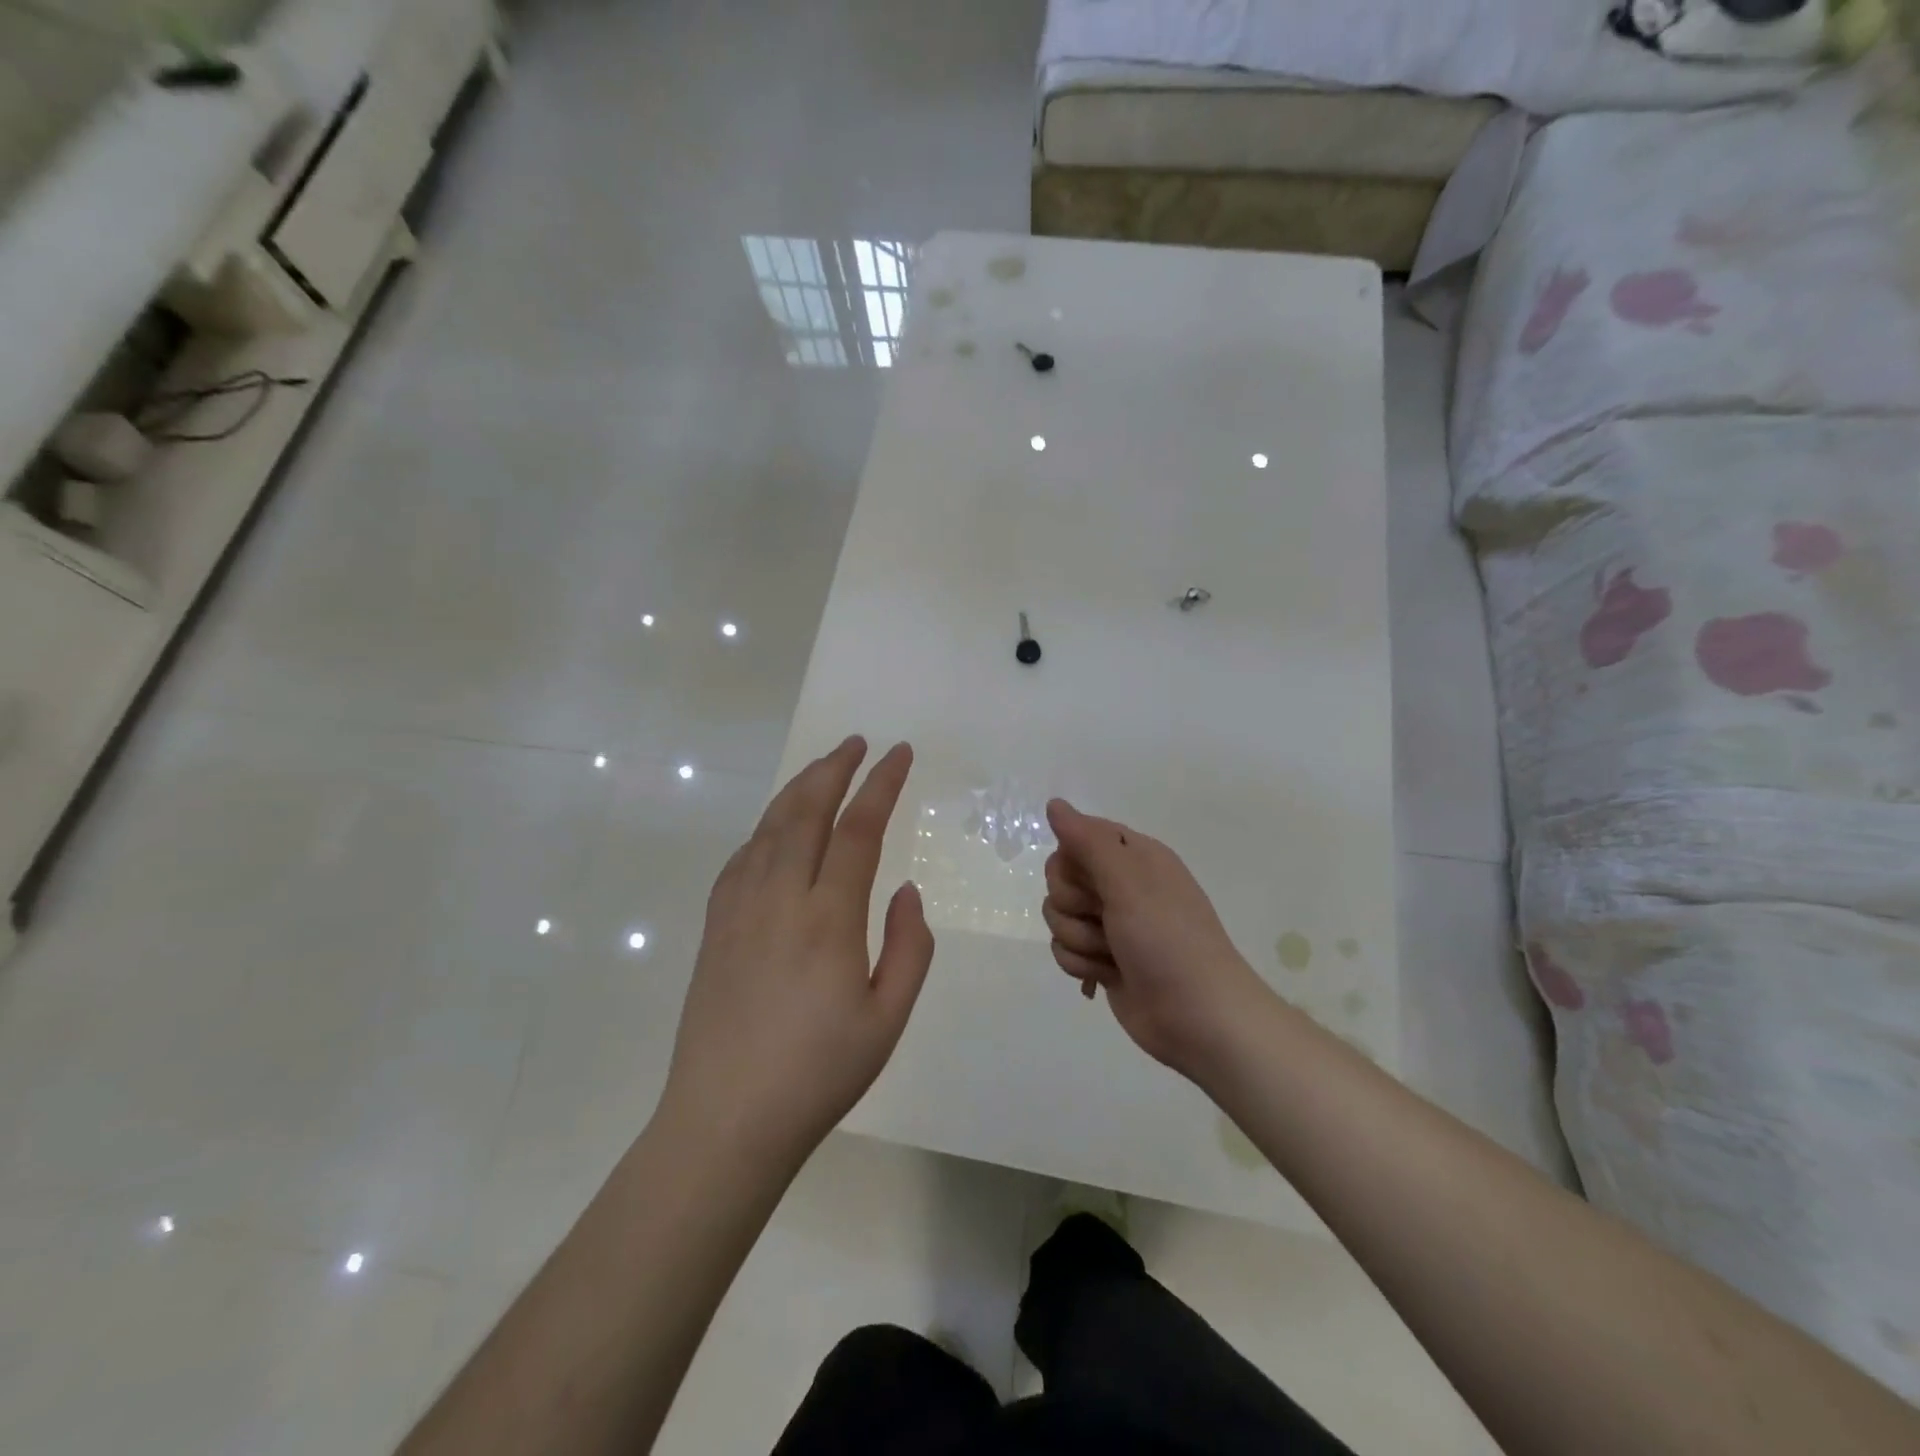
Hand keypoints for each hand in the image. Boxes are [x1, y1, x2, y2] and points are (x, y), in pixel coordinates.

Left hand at [659, 737, 933, 1165]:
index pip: (858, 829)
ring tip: (822, 768)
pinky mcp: (714, 927)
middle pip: (806, 812)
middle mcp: (779, 899)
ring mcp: (739, 910)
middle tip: (857, 742)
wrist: (724, 1121)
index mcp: (828, 919)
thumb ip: (908, 947)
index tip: (898, 753)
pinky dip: (765, 828)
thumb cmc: (818, 1074)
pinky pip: (741, 857)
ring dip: (798, 789)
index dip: (880, 784)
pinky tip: (776, 828)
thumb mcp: (888, 1019)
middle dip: (834, 768)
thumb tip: (905, 890)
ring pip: (769, 827)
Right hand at [1042, 799, 1269, 1078]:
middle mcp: (1121, 885)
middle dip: (1073, 905)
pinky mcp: (1102, 959)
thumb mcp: (1129, 882)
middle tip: (1105, 919)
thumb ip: (1088, 841)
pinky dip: (1082, 965)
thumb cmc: (1168, 941)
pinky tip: (1107, 976)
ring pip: (1058, 917)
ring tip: (1113, 955)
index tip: (1091, 881)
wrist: (1199, 1018)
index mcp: (1135, 857)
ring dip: (1079, 939)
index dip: (1073, 862)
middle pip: (1060, 879)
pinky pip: (1064, 950)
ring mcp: (1111, 925)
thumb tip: (1055, 803)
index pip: (1077, 838)